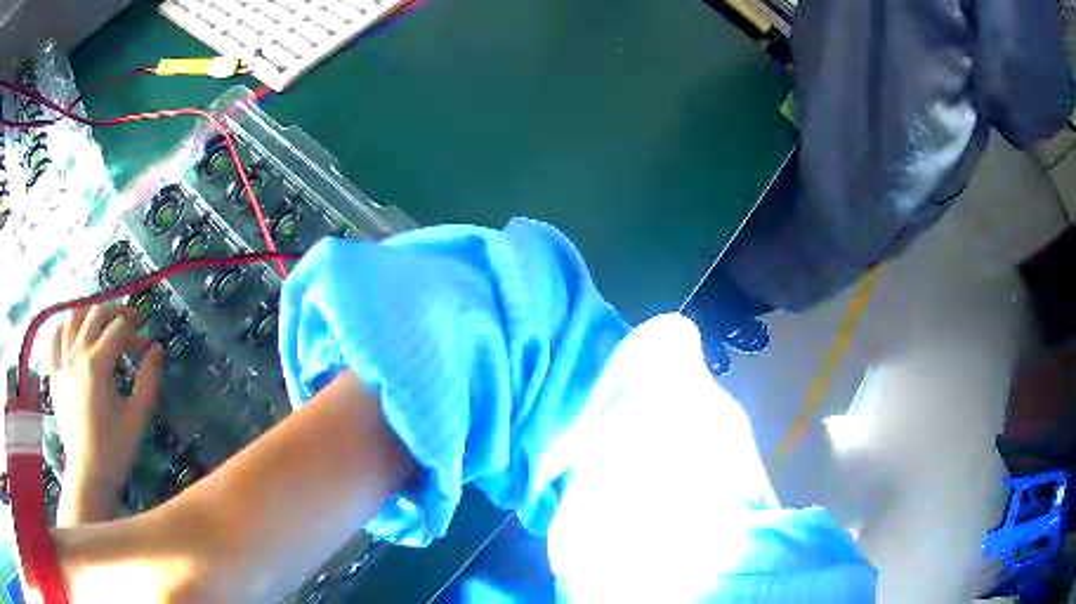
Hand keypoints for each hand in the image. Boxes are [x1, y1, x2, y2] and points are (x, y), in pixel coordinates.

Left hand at [50, 304, 163, 525]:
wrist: (88, 476)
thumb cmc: (115, 450)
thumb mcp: (137, 418)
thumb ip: (148, 380)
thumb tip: (157, 348)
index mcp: (97, 364)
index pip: (119, 329)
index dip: (136, 331)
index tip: (147, 344)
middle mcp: (77, 355)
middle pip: (95, 313)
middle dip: (116, 312)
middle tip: (130, 323)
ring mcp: (62, 364)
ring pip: (72, 317)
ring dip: (89, 313)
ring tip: (101, 323)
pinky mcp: (54, 375)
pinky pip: (55, 339)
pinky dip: (65, 328)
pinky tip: (73, 334)